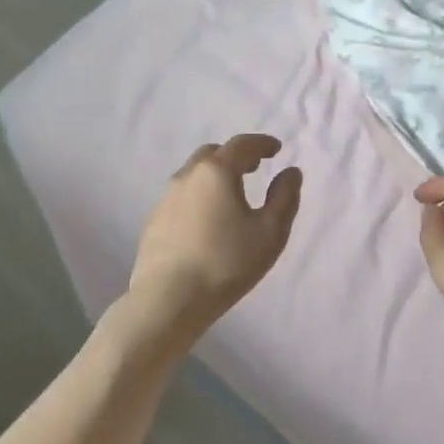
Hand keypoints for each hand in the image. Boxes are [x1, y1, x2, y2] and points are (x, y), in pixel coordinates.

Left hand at [127, 135, 302, 339]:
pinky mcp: (154, 221)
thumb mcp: (270, 232)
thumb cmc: (226, 263)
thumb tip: (290, 173)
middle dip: (236, 156)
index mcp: (217, 172)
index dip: (262, 143)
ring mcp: (165, 198)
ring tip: (232, 193)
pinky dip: (200, 195)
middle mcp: (187, 176)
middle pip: (213, 154)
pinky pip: (182, 196)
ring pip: (194, 174)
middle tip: (255, 167)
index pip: (242, 145)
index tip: (276, 149)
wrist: (168, 300)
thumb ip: (284, 198)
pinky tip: (208, 219)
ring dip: (215, 175)